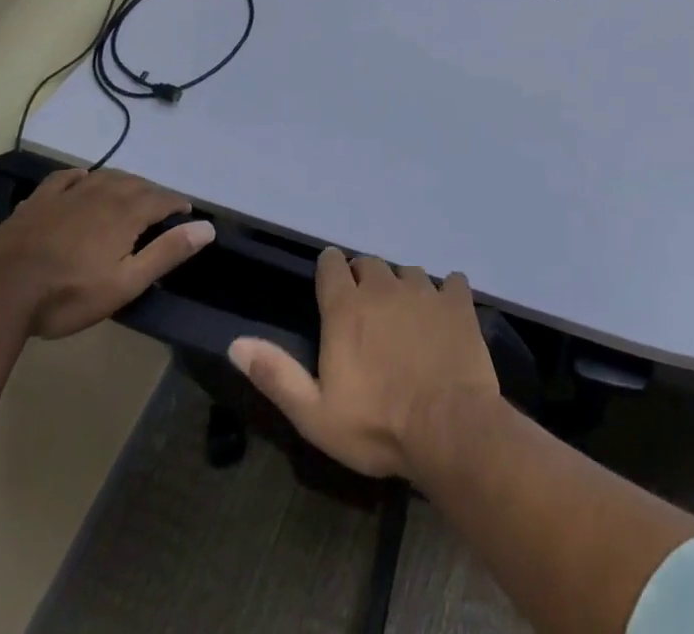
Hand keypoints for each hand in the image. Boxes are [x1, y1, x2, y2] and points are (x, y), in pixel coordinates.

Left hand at [0, 167, 212, 338]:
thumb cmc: (67, 294)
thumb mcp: (125, 283)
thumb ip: (167, 253)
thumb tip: (207, 228)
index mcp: (127, 211)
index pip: (163, 199)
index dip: (178, 205)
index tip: (187, 214)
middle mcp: (103, 192)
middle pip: (137, 184)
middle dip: (154, 193)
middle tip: (161, 209)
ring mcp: (69, 192)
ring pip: (106, 176)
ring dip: (124, 183)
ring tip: (130, 195)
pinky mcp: (40, 199)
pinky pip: (68, 177)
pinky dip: (83, 176)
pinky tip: (83, 180)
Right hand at [228, 249, 499, 479]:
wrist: (449, 429)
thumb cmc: (376, 426)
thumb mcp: (314, 413)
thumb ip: (275, 374)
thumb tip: (236, 342)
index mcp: (346, 308)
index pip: (331, 265)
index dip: (329, 270)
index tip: (331, 285)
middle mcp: (383, 287)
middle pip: (369, 264)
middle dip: (364, 279)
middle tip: (366, 310)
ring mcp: (424, 291)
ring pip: (407, 272)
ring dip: (402, 287)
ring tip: (405, 316)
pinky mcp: (458, 302)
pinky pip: (450, 281)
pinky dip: (445, 292)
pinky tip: (445, 314)